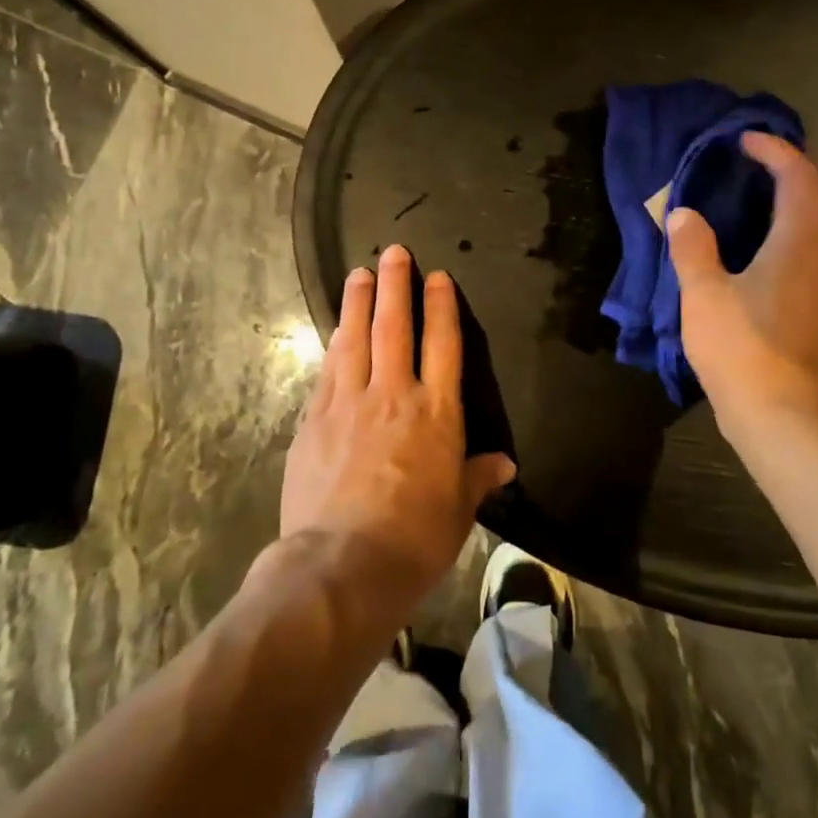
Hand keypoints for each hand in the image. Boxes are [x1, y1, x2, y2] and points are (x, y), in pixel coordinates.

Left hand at [281, 245, 515, 607]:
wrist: (342, 565)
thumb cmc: (415, 539)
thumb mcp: (458, 510)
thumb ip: (478, 477)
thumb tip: (505, 464)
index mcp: (436, 412)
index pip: (443, 345)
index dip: (441, 307)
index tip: (438, 277)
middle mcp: (393, 395)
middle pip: (395, 327)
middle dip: (396, 286)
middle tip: (393, 252)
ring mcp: (348, 403)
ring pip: (354, 339)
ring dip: (358, 303)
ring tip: (359, 274)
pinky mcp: (313, 421)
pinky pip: (326, 371)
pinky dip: (333, 345)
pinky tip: (335, 332)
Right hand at [667, 132, 817, 432]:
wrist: (788, 420)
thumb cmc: (743, 350)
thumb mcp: (703, 296)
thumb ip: (693, 248)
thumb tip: (683, 214)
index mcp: (804, 241)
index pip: (800, 175)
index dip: (775, 150)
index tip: (746, 142)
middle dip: (813, 174)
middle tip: (775, 174)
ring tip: (778, 212)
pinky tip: (785, 259)